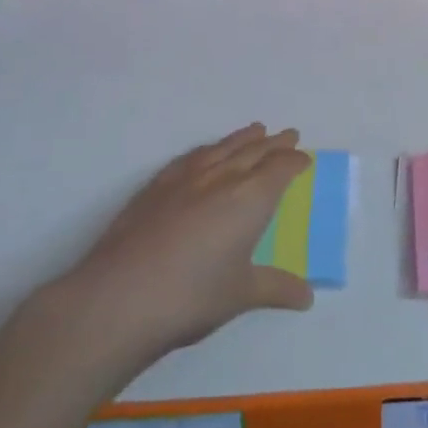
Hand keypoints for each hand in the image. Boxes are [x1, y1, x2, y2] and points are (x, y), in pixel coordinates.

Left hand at [46, 124, 313, 369]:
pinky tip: (206, 153)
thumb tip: (307, 296)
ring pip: (223, 148)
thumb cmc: (191, 296)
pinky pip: (192, 156)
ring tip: (255, 130)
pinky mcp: (156, 185)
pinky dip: (208, 149)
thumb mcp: (241, 295)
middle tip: (288, 135)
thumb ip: (276, 288)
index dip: (294, 162)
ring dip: (243, 138)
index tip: (304, 159)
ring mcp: (186, 177)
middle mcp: (222, 177)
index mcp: (250, 198)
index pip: (280, 169)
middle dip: (274, 144)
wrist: (120, 296)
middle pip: (254, 151)